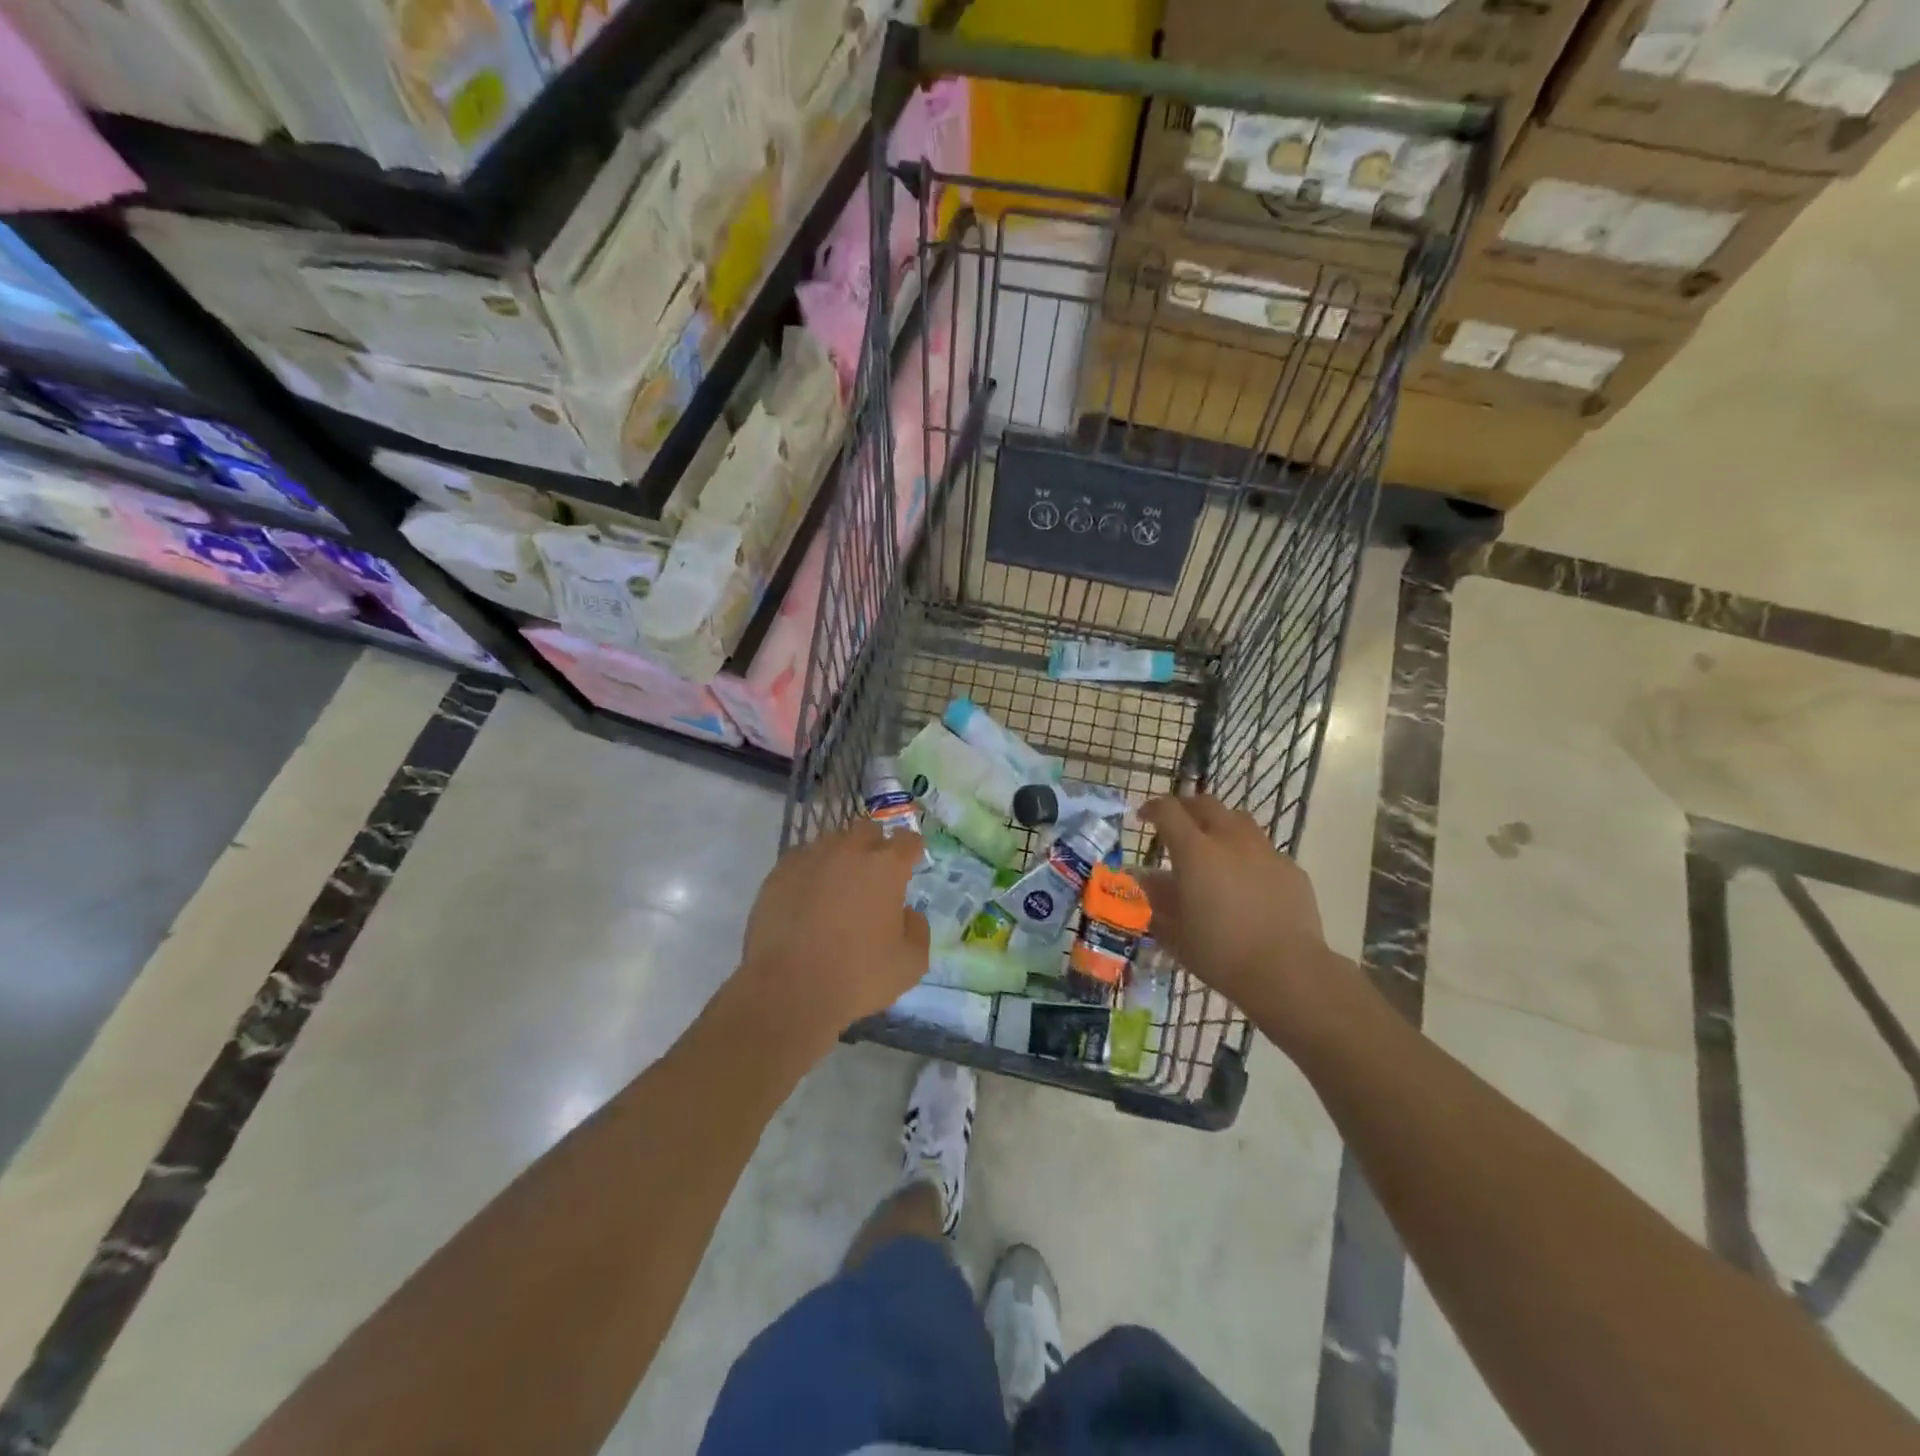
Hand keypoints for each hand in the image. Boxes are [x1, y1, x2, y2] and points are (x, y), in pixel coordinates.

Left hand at [739, 820, 929, 1047]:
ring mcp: (810, 858)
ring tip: (837, 886)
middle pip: (867, 830)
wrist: (789, 990)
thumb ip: (917, 929)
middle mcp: (849, 850)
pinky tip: (807, 896)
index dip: (911, 850)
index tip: (911, 862)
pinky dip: (810, 871)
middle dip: (874, 845)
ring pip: (831, 842)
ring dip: (840, 856)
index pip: (907, 840)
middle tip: (873, 874)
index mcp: (886, 866)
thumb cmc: (858, 977)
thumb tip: (907, 913)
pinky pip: (801, 860)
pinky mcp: (779, 873)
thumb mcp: (910, 964)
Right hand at [1138, 795, 1347, 1045]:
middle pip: (1205, 804)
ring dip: (1219, 824)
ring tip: (1213, 845)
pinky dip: (1247, 853)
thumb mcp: (1173, 930)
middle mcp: (1230, 840)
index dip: (1152, 808)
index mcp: (1195, 851)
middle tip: (1177, 825)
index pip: (1168, 811)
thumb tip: (1142, 880)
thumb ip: (1155, 899)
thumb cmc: (1220, 953)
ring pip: (1238, 819)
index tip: (1143, 817)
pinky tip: (1246, 879)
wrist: (1287, 972)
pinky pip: (1263, 848)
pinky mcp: (1290, 868)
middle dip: (1186, 808)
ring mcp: (1265, 851)